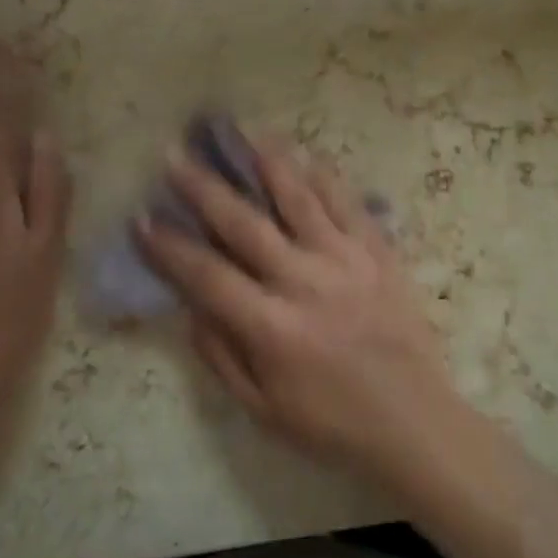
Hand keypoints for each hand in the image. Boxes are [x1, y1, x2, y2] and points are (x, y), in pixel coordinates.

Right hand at [137, 143, 463, 494]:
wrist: (415, 422)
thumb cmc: (332, 423)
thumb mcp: (263, 409)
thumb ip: (222, 355)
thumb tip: (191, 307)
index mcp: (271, 327)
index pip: (207, 275)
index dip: (169, 247)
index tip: (142, 218)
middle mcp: (304, 281)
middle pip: (244, 223)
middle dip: (204, 188)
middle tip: (175, 155)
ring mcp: (345, 259)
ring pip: (299, 198)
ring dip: (266, 163)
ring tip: (242, 133)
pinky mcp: (378, 252)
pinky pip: (347, 203)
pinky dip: (324, 177)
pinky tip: (307, 155)